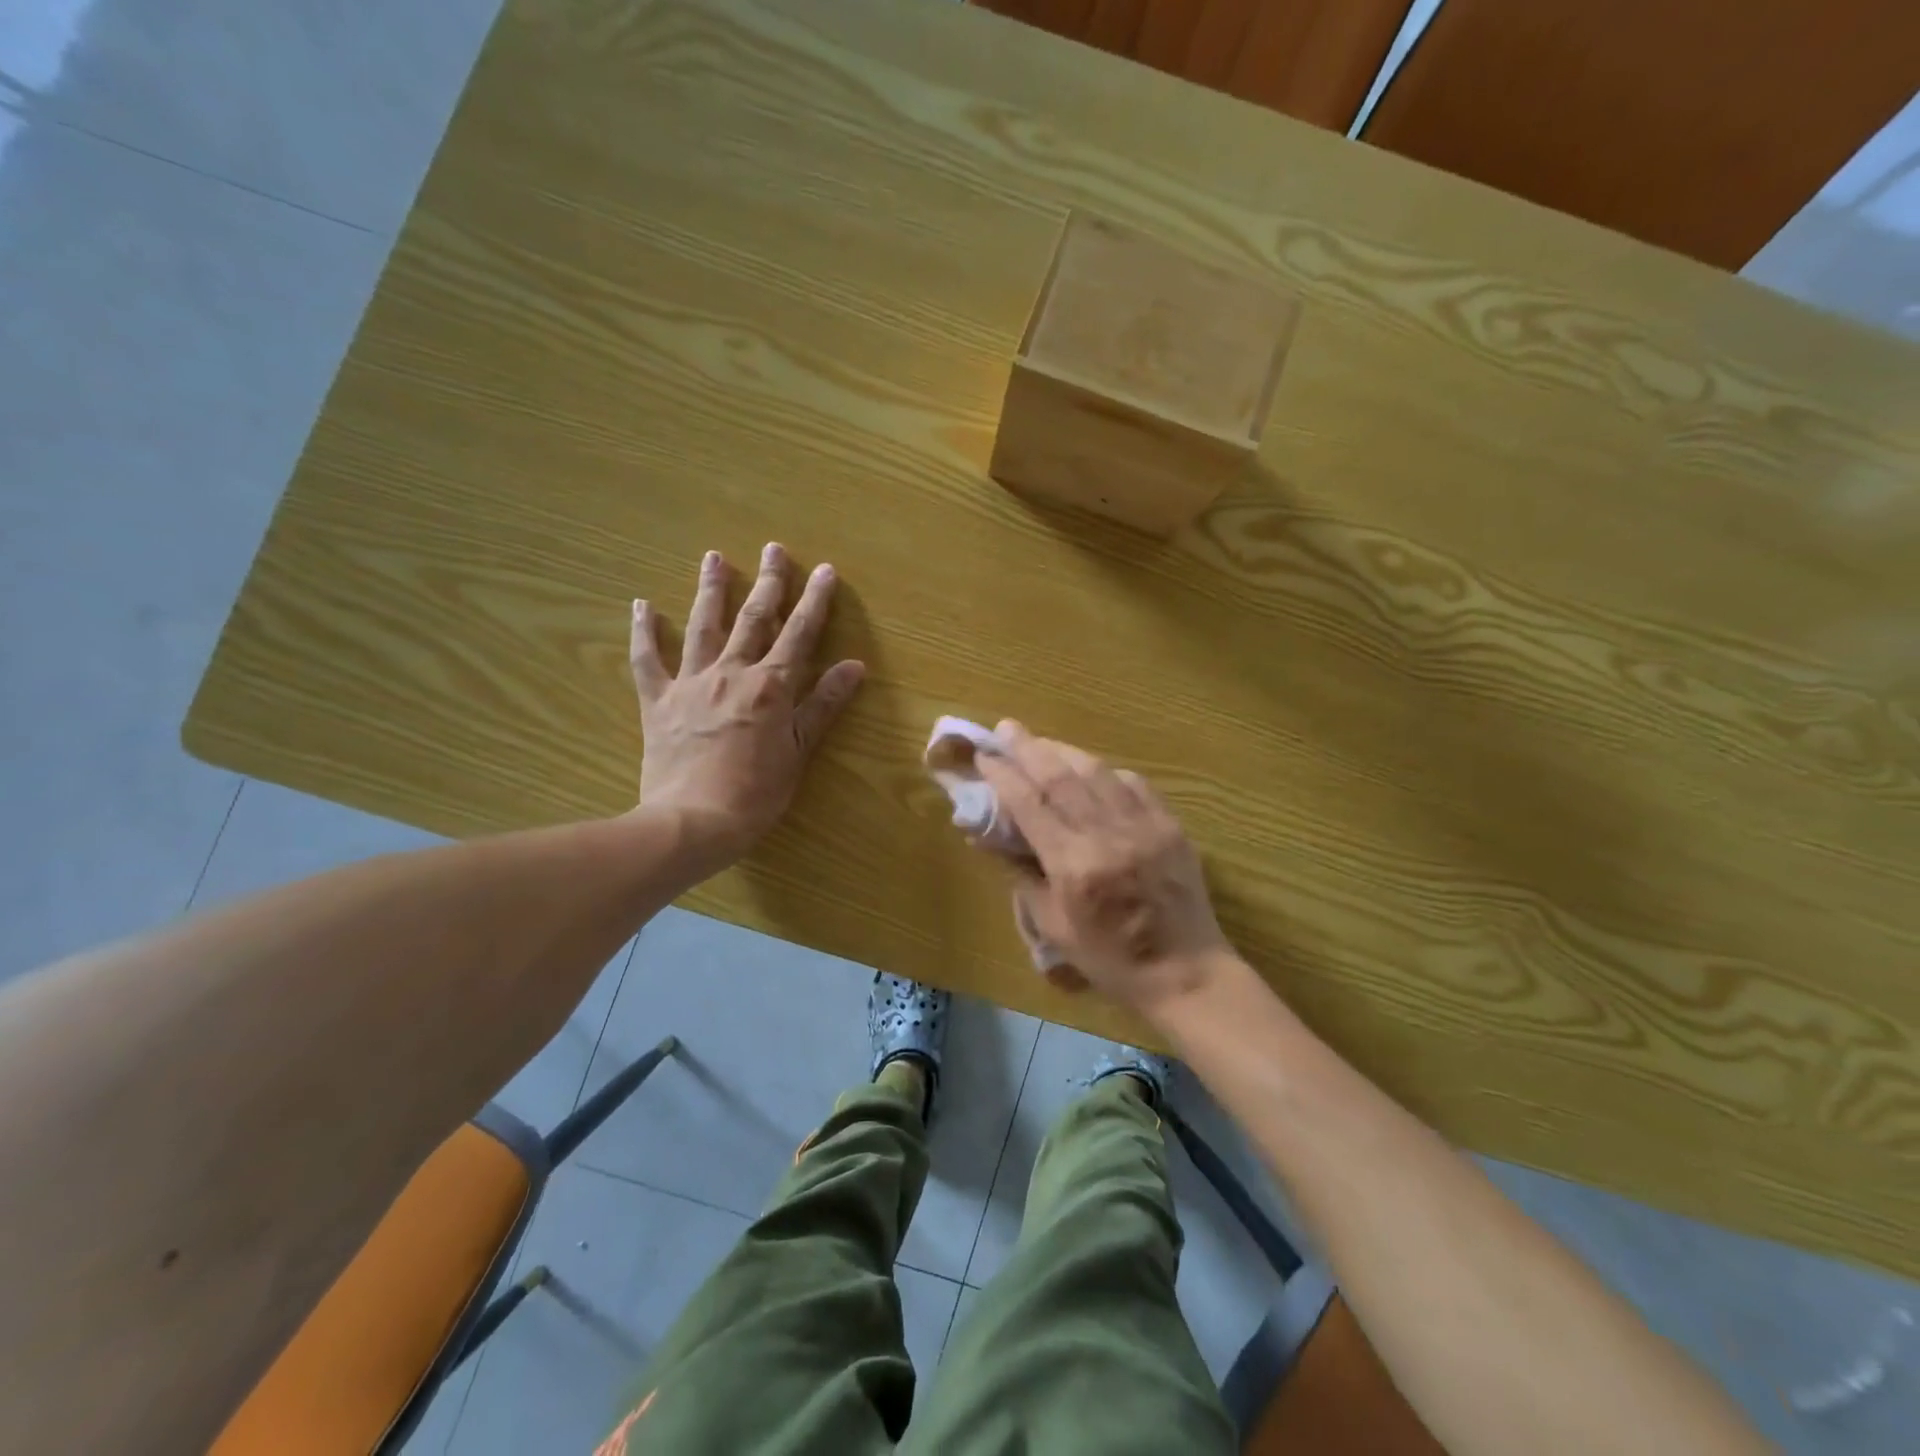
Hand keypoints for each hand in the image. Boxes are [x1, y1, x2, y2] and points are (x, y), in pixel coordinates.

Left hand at [630, 543, 864, 861]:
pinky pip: (647, 660)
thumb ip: (824, 705)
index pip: (799, 634)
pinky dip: (644, 632)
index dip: (815, 601)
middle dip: (768, 582)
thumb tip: (854, 666)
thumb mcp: (799, 751)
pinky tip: (642, 605)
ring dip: (711, 590)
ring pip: (703, 626)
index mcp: (771, 686)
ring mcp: (691, 683)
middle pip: (753, 619)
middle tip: (774, 548)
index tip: (825, 571)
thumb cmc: (756, 793)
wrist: (693, 821)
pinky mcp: (658, 701)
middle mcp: (732, 673)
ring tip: (714, 557)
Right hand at [979, 722, 1232, 1017]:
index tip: (985, 756)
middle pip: (1061, 777)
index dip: (1004, 775)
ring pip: (1096, 771)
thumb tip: (987, 836)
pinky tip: (1091, 769)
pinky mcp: (1170, 824)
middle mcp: (1108, 835)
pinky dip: (1105, 770)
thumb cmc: (1111, 959)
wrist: (1186, 972)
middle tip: (1006, 729)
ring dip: (1064, 751)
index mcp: (1075, 865)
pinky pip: (1133, 783)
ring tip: (1041, 742)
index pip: (1030, 804)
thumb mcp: (1054, 927)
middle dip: (1029, 748)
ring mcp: (1144, 825)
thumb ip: (1021, 875)